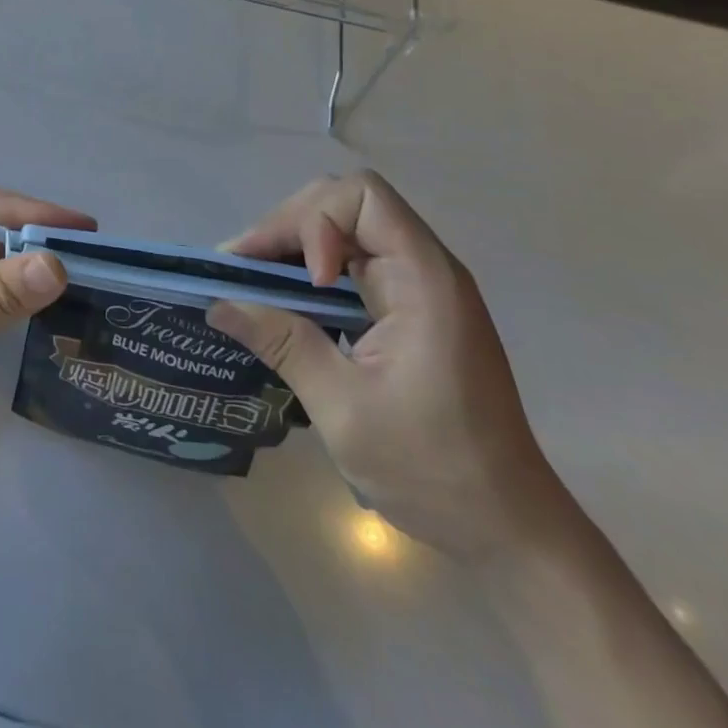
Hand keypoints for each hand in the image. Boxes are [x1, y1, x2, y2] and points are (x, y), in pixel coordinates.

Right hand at [206, 171, 571, 559]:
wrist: (510, 531)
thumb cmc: (434, 471)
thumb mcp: (344, 409)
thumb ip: (282, 343)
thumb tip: (218, 303)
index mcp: (424, 281)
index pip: (361, 196)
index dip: (317, 221)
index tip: (303, 280)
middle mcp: (425, 269)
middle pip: (346, 204)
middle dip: (289, 227)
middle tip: (245, 270)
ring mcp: (419, 289)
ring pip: (344, 230)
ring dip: (293, 248)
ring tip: (251, 283)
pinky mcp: (409, 310)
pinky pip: (351, 264)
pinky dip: (310, 272)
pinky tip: (284, 304)